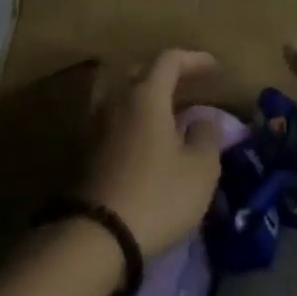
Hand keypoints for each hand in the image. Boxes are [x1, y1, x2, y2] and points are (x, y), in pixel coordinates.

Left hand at [77, 49, 224, 257]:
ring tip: (164, 116)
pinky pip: (111, 121)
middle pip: (139, 73)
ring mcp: (92, 125)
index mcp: (145, 96)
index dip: (194, 59)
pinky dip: (130, 122)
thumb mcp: (200, 170)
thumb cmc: (157, 196)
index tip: (214, 68)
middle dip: (165, 76)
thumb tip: (203, 120)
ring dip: (144, 100)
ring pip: (120, 98)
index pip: (169, 60)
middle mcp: (114, 101)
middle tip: (188, 89)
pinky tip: (144, 141)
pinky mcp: (81, 151)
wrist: (95, 236)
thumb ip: (207, 137)